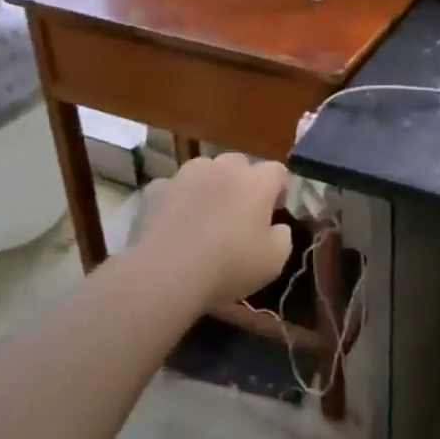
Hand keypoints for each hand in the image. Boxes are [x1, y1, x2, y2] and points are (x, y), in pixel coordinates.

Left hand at [129, 153, 292, 307]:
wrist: (166, 274)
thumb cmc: (229, 266)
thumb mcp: (274, 261)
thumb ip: (283, 236)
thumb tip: (277, 226)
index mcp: (256, 182)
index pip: (277, 171)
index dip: (278, 189)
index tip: (273, 212)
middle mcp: (223, 168)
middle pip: (239, 164)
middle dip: (242, 183)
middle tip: (239, 213)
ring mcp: (186, 174)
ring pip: (204, 171)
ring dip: (209, 186)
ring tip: (204, 216)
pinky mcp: (156, 189)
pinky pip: (173, 188)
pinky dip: (177, 200)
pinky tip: (174, 224)